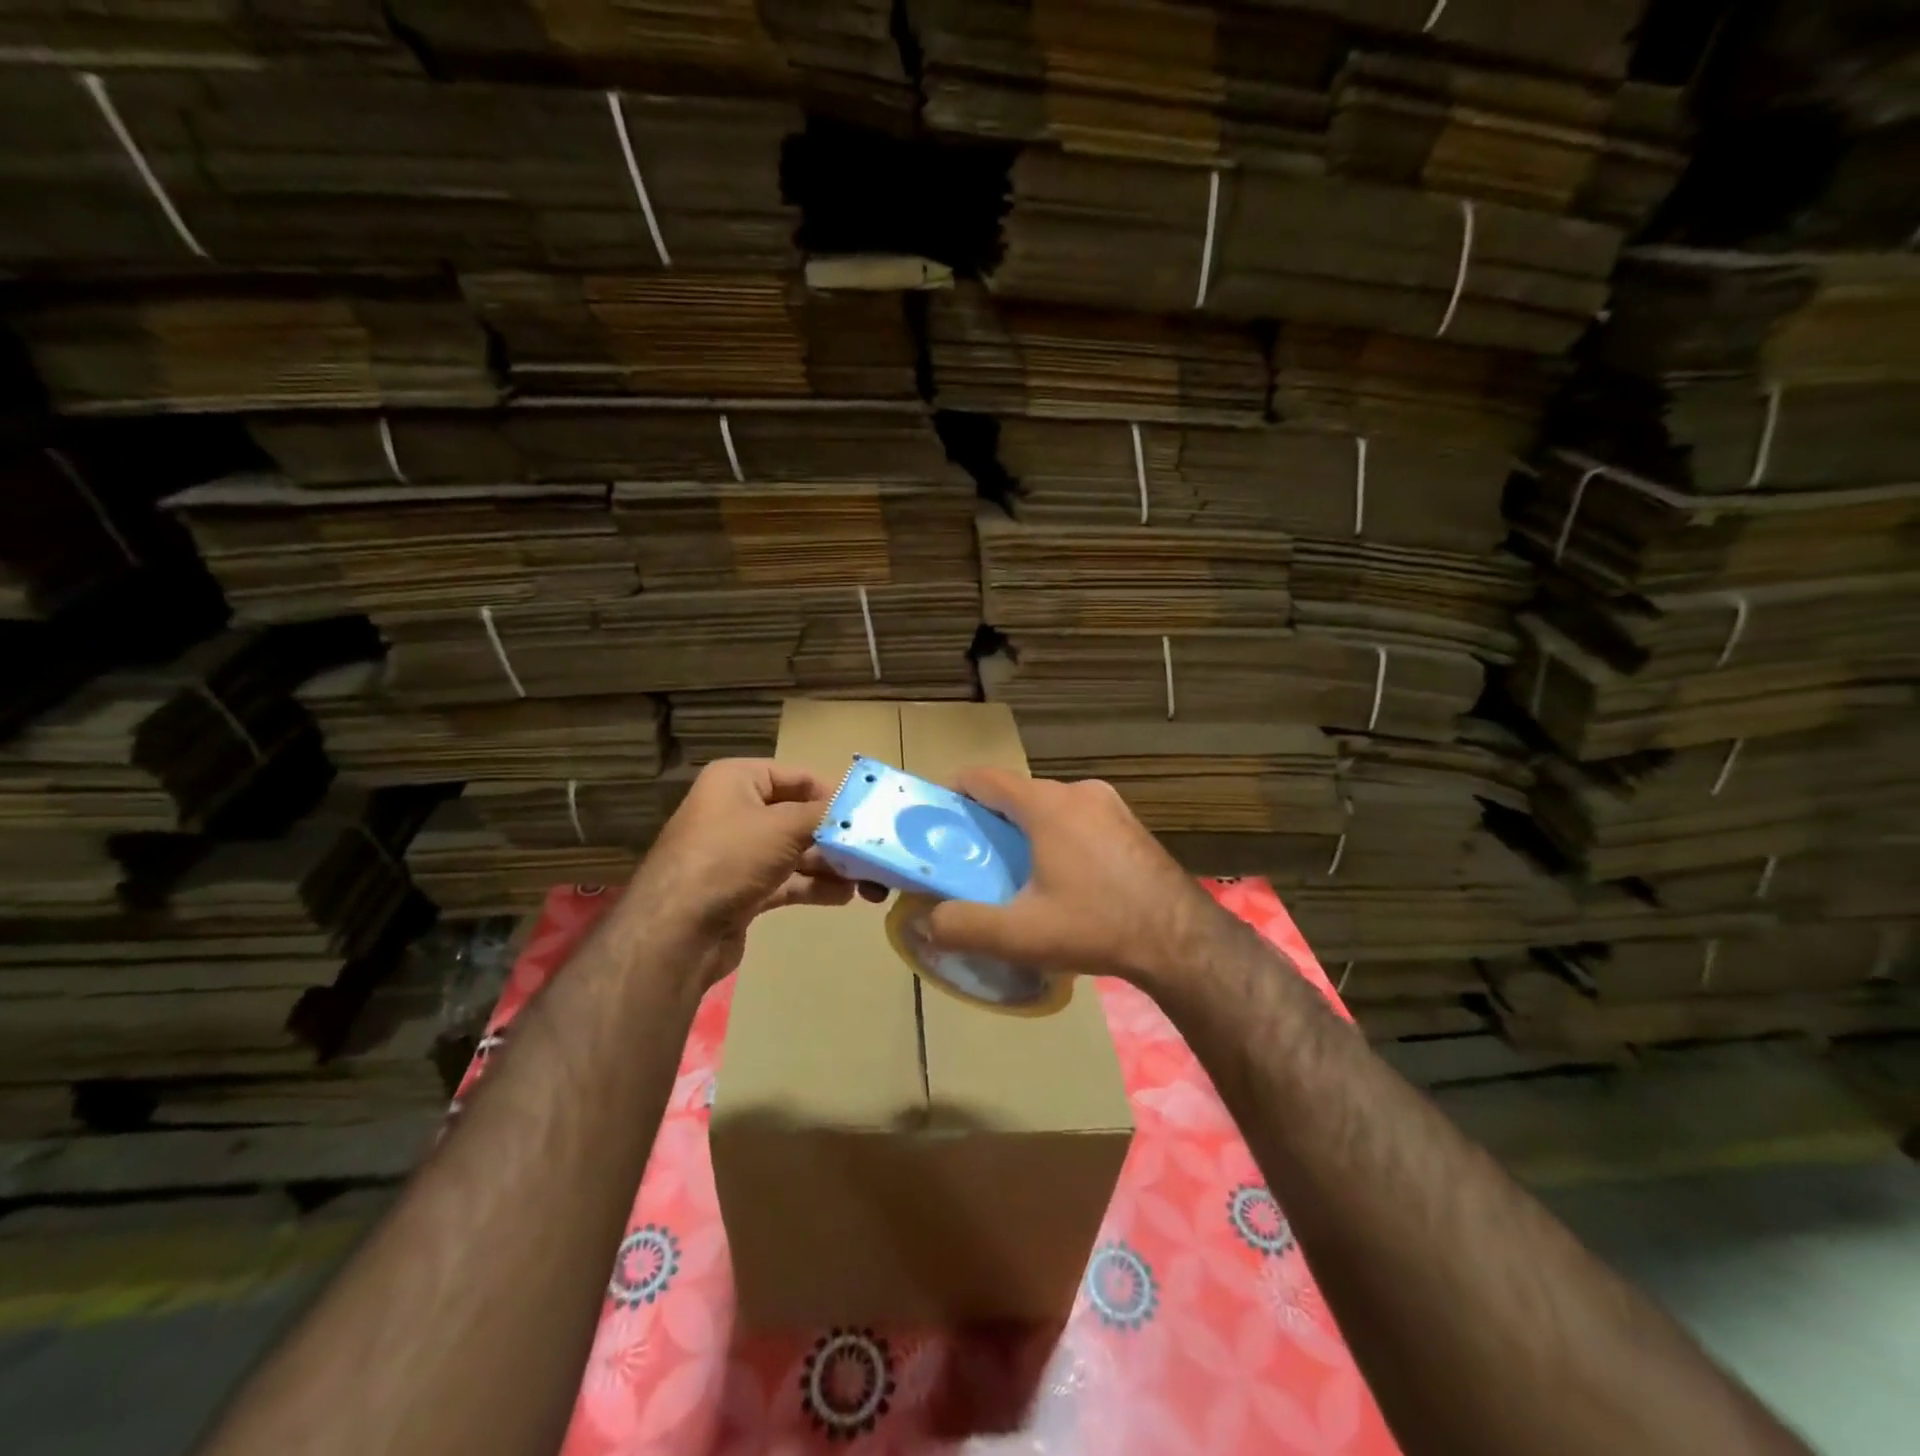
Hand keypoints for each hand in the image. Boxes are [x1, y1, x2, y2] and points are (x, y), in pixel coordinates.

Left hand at [626, 759, 883, 984]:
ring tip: (869, 881)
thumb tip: (860, 808)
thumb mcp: (784, 827)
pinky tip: (845, 896)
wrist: (677, 931)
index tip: (869, 813)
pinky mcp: (743, 890)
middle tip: (874, 852)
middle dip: (837, 836)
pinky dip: (814, 886)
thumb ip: (826, 814)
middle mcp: (736, 811)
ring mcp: (738, 854)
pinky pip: (787, 880)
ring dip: (832, 865)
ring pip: (796, 852)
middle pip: (799, 817)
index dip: (833, 793)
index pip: (797, 776)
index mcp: (737, 781)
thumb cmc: (730, 859)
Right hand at [924, 769, 1221, 989]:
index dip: (953, 792)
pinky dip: (1055, 836)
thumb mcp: (1021, 934)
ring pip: (1048, 806)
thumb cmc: (1096, 926)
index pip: (984, 778)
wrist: (1181, 940)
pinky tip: (1060, 878)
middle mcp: (1078, 791)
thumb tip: (928, 922)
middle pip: (1016, 794)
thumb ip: (963, 926)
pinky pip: (1077, 818)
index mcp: (1047, 804)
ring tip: (1012, 872)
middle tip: (970, 858)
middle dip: (987, 819)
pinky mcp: (1129, 823)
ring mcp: (1109, 804)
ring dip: (1024, 830)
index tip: (936, 820)